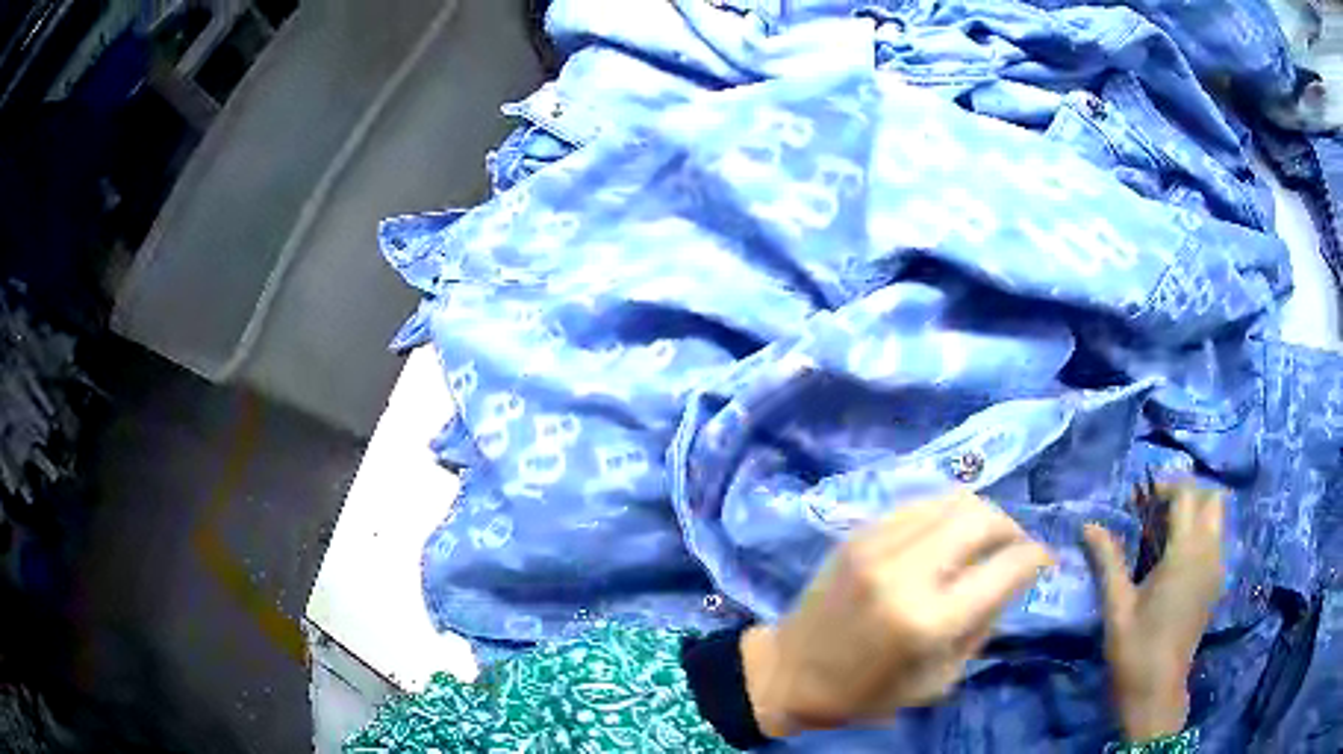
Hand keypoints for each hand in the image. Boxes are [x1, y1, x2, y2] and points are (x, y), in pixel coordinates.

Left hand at [741, 492, 1053, 737]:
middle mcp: (906, 572)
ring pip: (954, 499)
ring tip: (987, 541)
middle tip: (1017, 549)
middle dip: (1013, 528)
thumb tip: (1013, 578)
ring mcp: (878, 545)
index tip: (1046, 561)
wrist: (789, 673)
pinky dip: (947, 515)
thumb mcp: (939, 679)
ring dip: (983, 516)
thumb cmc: (866, 692)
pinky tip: (948, 538)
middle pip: (983, 517)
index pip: (1006, 567)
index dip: (1038, 557)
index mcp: (928, 621)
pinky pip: (920, 504)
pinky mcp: (859, 533)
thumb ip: (983, 625)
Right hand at [1083, 482, 1223, 741]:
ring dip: (1197, 512)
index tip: (1142, 497)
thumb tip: (1088, 524)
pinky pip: (1216, 540)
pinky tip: (1177, 557)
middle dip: (1188, 493)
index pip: (1187, 495)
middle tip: (1160, 509)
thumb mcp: (1117, 605)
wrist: (1157, 691)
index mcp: (1186, 553)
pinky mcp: (1216, 583)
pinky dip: (1201, 532)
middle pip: (1212, 498)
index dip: (1166, 486)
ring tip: (1167, 531)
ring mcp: (1216, 568)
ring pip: (1218, 517)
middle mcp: (1209, 553)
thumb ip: (1108, 560)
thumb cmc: (1135, 649)